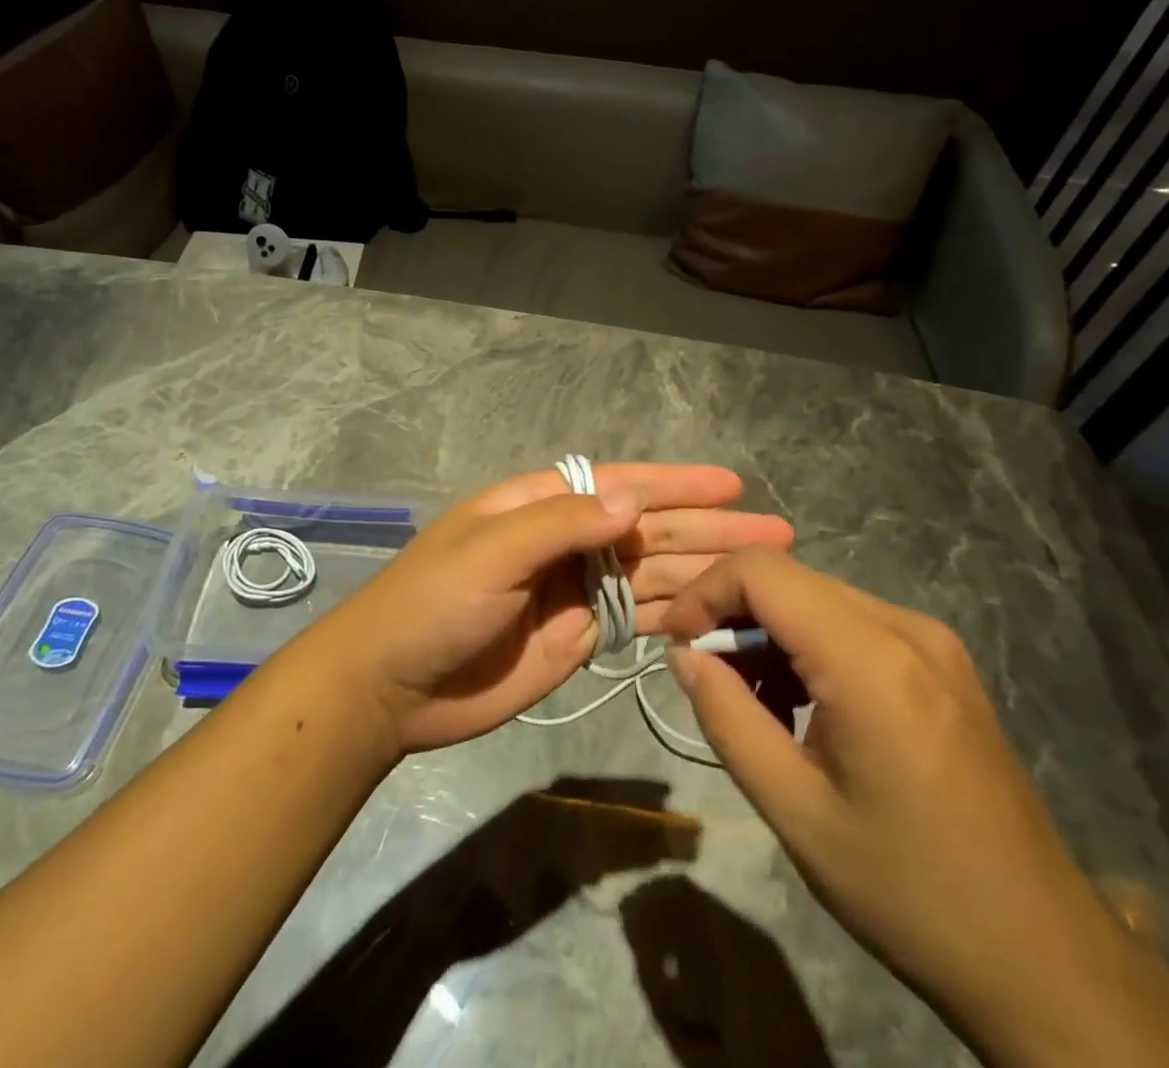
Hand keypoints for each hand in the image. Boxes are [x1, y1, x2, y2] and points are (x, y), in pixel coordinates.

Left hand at [300, 464, 792, 753]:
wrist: (392, 686)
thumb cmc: (433, 603)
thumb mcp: (491, 551)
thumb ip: (560, 525)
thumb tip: (633, 501)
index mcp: (541, 506)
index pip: (621, 485)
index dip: (676, 484)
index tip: (731, 485)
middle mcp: (567, 542)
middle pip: (649, 529)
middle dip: (710, 528)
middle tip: (776, 533)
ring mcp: (577, 591)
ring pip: (653, 573)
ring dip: (704, 568)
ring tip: (764, 572)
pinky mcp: (581, 636)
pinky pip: (639, 616)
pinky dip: (677, 612)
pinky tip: (718, 611)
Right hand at [662, 550, 1168, 1067]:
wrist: (1044, 957)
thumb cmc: (908, 889)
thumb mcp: (795, 811)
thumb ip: (727, 718)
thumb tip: (685, 655)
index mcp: (870, 658)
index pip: (761, 571)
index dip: (705, 592)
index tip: (678, 645)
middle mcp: (906, 627)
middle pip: (789, 580)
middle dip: (733, 616)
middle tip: (710, 682)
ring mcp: (932, 642)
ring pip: (818, 599)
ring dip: (771, 636)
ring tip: (757, 707)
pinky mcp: (943, 664)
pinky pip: (853, 625)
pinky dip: (809, 648)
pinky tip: (806, 709)